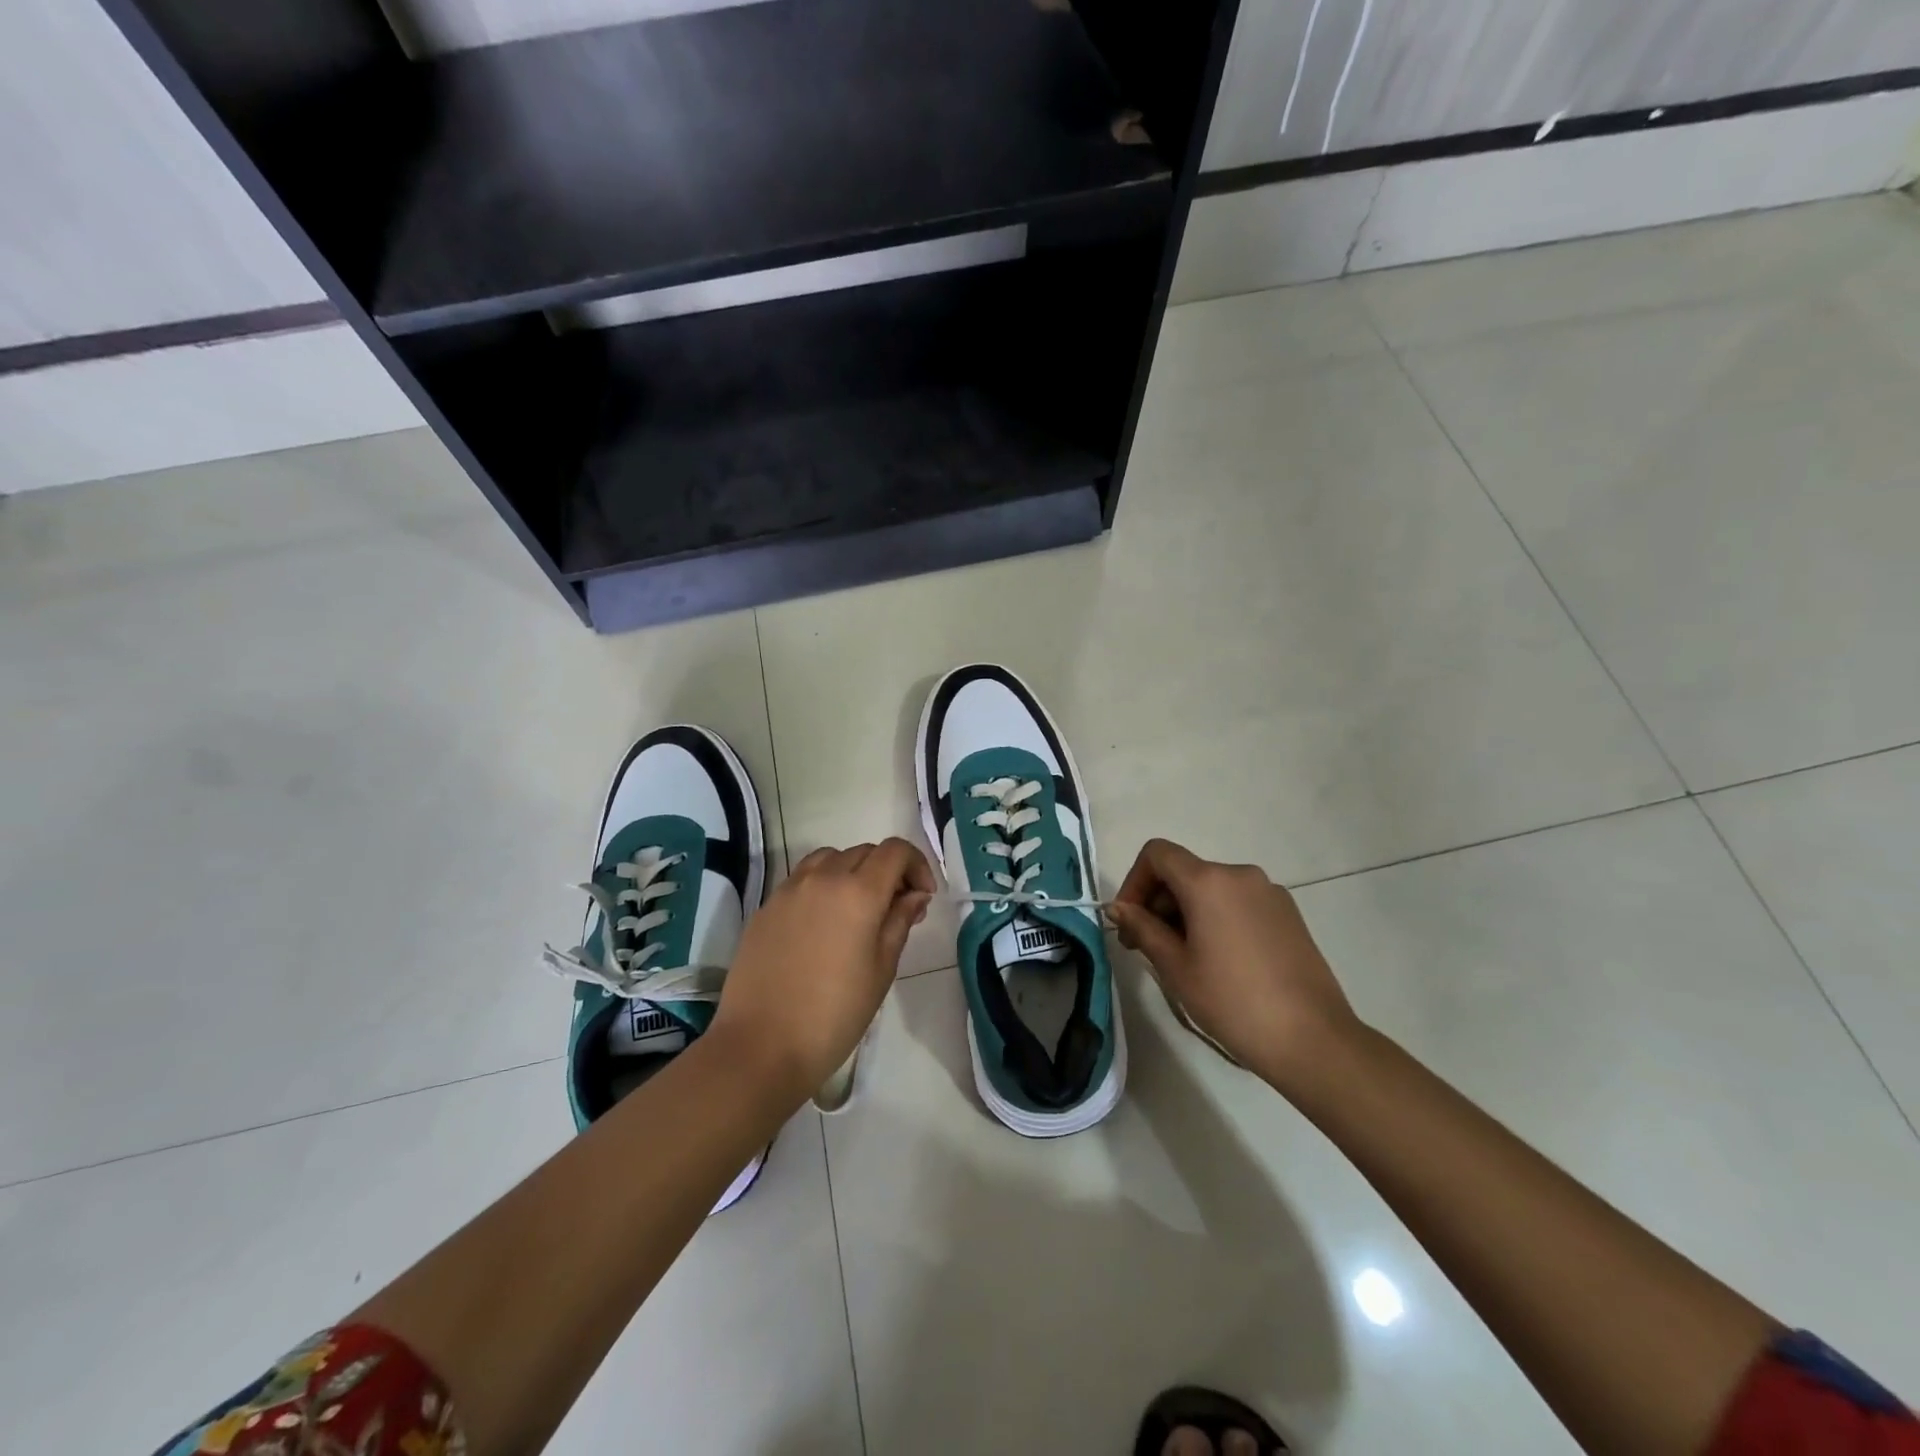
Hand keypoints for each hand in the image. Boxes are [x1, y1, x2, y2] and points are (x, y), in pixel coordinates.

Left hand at [710, 838, 934, 1101]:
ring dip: (852, 871)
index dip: (917, 865)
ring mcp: (789, 890)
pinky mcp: (766, 907)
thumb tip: (914, 895)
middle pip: (864, 852)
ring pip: (830, 858)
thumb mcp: (881, 970)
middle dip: (887, 870)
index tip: (923, 896)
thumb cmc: (834, 1014)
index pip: (895, 851)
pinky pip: (802, 879)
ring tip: (857, 909)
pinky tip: (823, 923)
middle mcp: (823, 878)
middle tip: (896, 908)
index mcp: (858, 892)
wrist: (761, 1046)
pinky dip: (822, 886)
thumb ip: (900, 922)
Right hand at [1107, 838, 1360, 1094]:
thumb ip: (1143, 928)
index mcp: (1208, 881)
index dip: (1134, 881)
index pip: (1157, 854)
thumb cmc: (1232, 1001)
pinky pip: (1238, 902)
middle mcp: (1240, 874)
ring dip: (1186, 912)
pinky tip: (1219, 960)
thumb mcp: (1176, 967)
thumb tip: (1120, 908)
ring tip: (1183, 959)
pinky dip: (1216, 918)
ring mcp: (1269, 892)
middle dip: (1158, 902)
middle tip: (1146, 947)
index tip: (1129, 921)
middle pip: (1184, 871)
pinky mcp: (1288, 914)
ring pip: (1211, 888)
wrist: (1312, 1039)